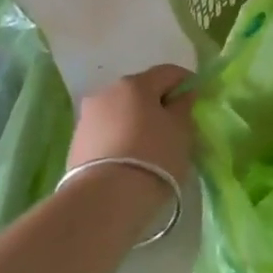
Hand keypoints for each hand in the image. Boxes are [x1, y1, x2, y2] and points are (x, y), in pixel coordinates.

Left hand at [67, 65, 196, 188]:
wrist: (105, 200)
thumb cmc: (153, 158)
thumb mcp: (181, 131)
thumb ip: (183, 106)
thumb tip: (184, 94)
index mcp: (135, 84)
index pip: (167, 72)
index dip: (185, 82)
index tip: (196, 98)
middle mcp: (107, 92)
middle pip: (140, 90)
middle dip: (157, 102)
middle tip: (173, 126)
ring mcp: (88, 117)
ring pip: (120, 111)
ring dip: (135, 121)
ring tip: (149, 147)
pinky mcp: (77, 142)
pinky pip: (106, 131)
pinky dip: (119, 137)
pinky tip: (128, 159)